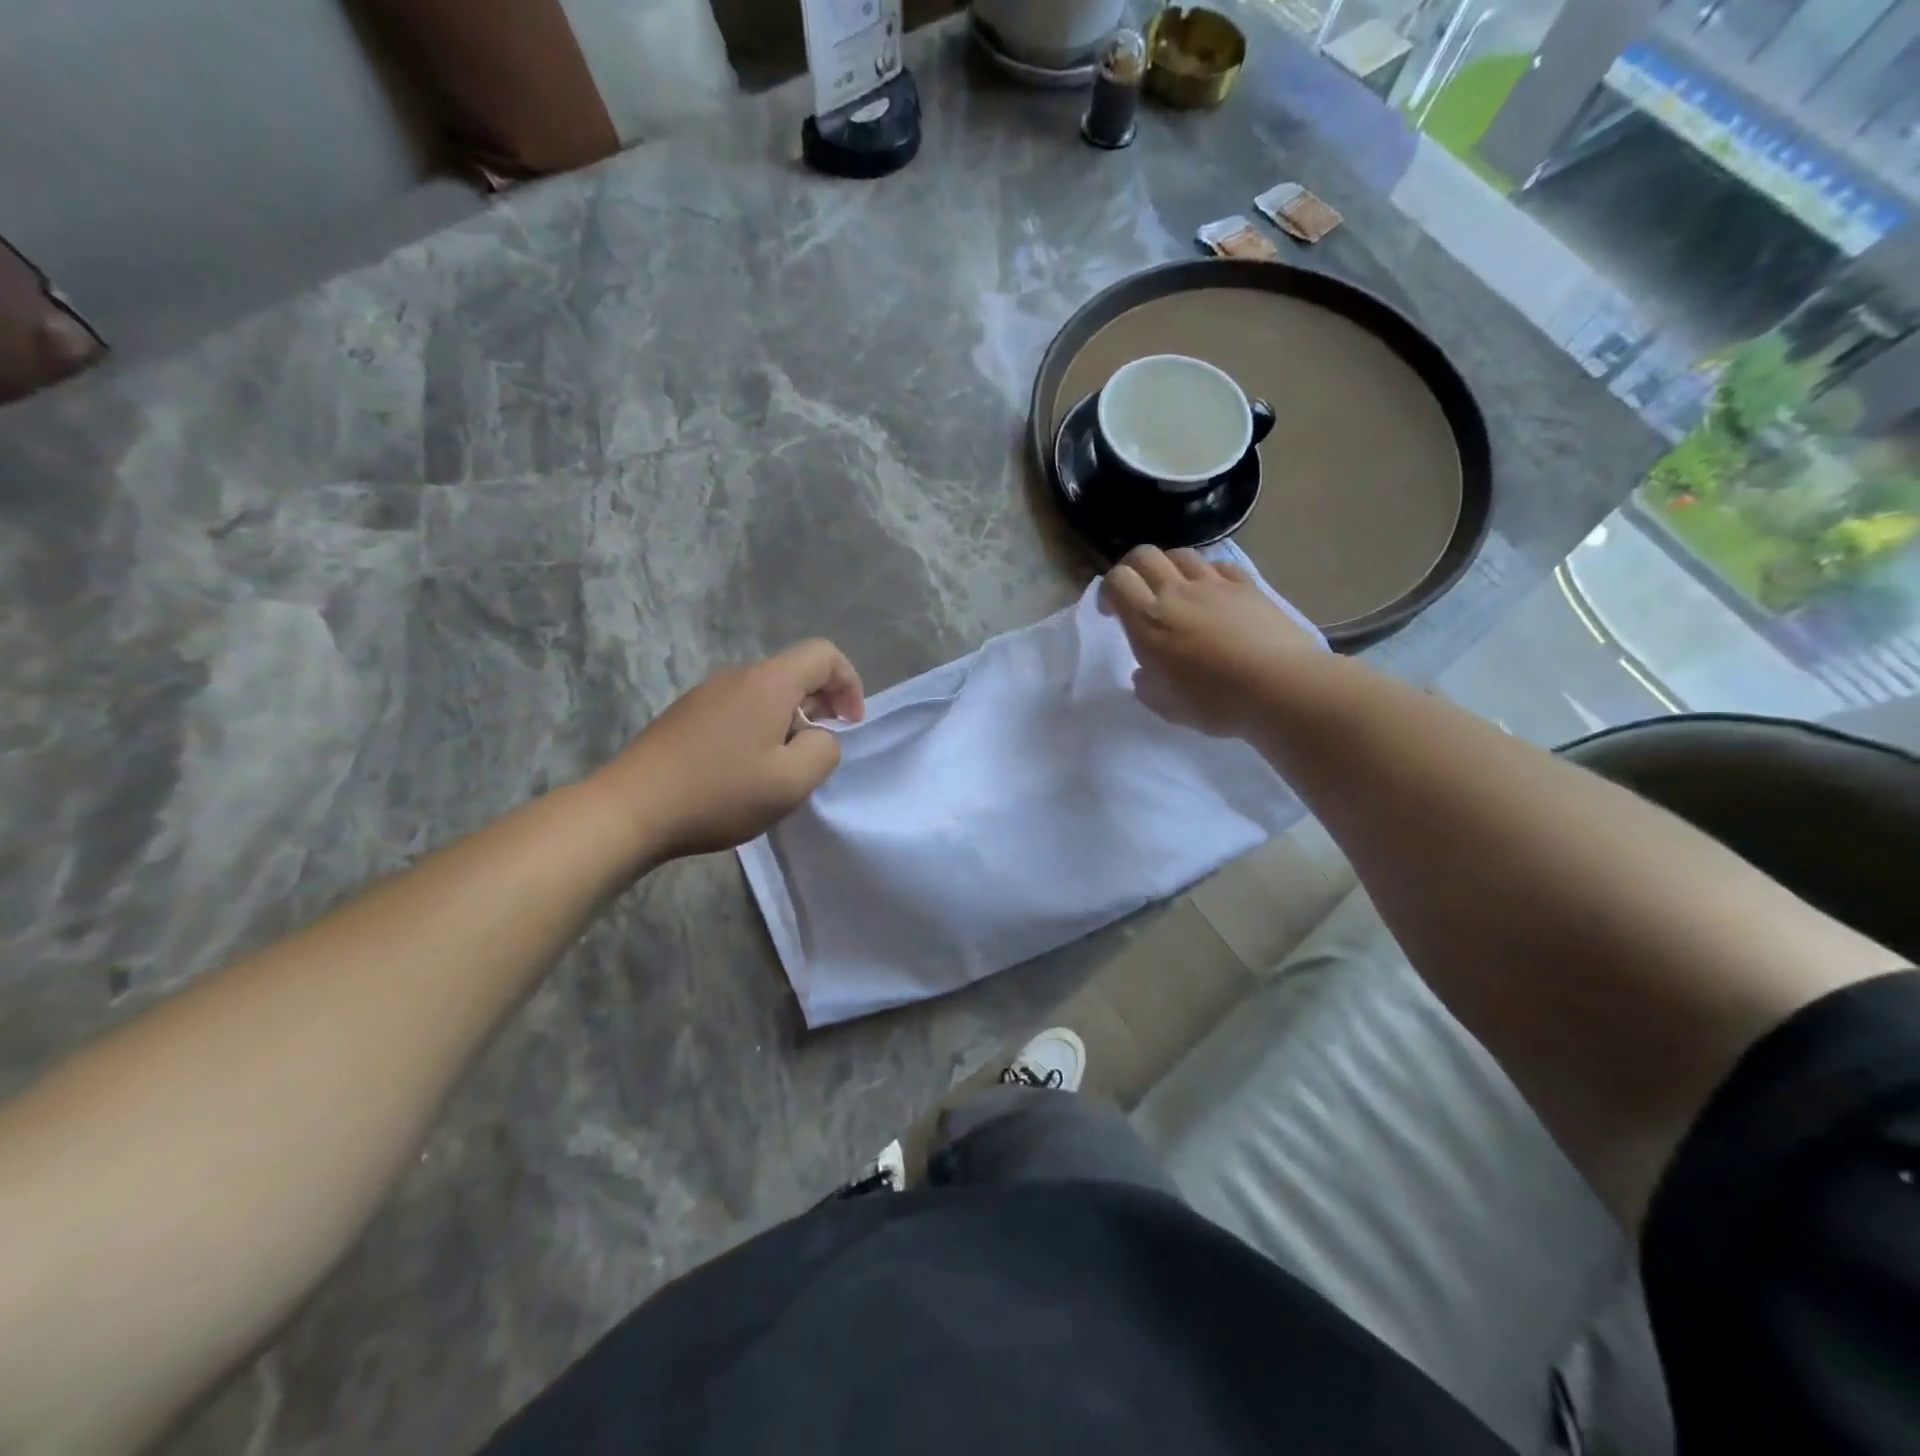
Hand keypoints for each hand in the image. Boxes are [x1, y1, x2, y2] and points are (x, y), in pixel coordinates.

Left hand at [598, 639, 864, 860]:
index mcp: (768, 683)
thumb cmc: (719, 793)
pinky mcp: (685, 715)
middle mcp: (736, 676)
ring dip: (788, 721)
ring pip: (765, 694)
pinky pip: (738, 709)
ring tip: (782, 766)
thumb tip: (819, 736)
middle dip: (820, 705)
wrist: (630, 809)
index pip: (823, 654)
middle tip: (820, 750)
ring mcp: (705, 694)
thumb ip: (824, 751)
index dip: (849, 683)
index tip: (849, 724)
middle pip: (794, 673)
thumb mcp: (791, 782)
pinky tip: (745, 770)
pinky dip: (758, 728)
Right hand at [1101, 546, 1318, 738]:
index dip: (1108, 591)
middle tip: (1137, 594)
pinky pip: (1219, 566)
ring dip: (1169, 567)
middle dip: (1133, 569)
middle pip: (1144, 555)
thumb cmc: (1215, 702)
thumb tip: (1144, 673)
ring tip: (1175, 591)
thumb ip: (1147, 686)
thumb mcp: (1166, 706)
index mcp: (1148, 621)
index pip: (1117, 581)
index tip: (1112, 613)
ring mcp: (1214, 585)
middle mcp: (1176, 593)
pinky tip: (1214, 594)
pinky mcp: (1247, 586)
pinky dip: (1208, 574)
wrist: (1281, 688)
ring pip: (1181, 555)